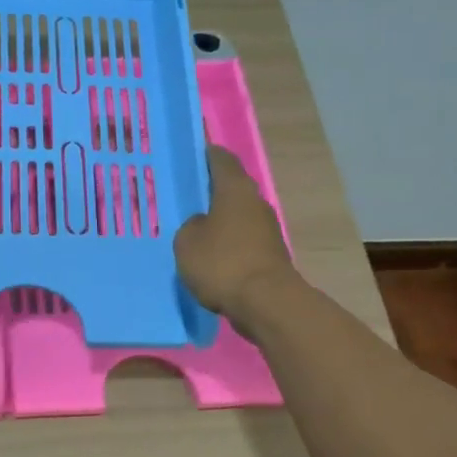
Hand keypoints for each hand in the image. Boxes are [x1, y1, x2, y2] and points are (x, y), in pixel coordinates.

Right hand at [174, 147, 297, 322]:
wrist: (266, 303)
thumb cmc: (222, 263)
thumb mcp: (187, 242)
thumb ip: (190, 226)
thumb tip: (202, 224)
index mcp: (235, 189)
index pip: (221, 159)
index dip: (206, 154)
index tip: (192, 153)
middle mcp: (255, 203)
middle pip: (231, 188)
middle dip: (211, 191)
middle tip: (185, 196)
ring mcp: (267, 230)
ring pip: (237, 217)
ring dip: (220, 221)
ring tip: (194, 230)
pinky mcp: (270, 255)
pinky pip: (242, 241)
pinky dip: (228, 245)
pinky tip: (210, 256)